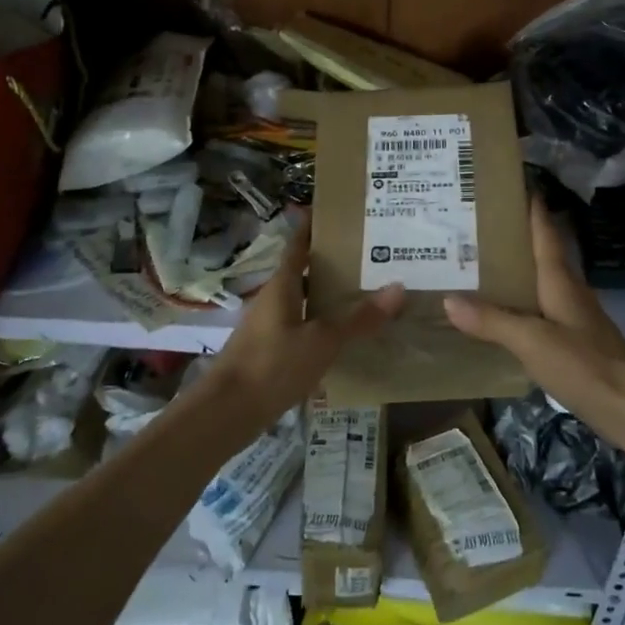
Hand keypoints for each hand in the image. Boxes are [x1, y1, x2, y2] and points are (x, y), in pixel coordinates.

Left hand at [201, 212, 403, 426]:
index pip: (298, 246)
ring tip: (365, 292)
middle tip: (370, 255)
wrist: (227, 413)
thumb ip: (358, 318)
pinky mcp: (270, 352)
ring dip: (329, 295)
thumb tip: (398, 287)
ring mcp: (269, 327)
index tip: (336, 211)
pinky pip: (302, 326)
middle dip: (332, 263)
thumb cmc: (272, 366)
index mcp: (281, 286)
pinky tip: (345, 335)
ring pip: (304, 301)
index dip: (313, 227)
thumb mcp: (321, 341)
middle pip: (304, 272)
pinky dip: (323, 323)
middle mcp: (273, 300)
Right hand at [444, 200, 624, 441]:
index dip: (530, 205)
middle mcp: (566, 290)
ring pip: (536, 282)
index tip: (508, 182)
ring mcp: (570, 316)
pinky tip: (494, 312)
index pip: (544, 231)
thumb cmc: (585, 364)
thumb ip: (492, 321)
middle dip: (510, 236)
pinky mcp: (570, 340)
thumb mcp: (532, 341)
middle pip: (538, 253)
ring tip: (472, 263)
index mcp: (560, 280)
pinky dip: (514, 302)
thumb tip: (448, 299)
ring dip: (511, 270)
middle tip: (470, 224)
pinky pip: (536, 309)